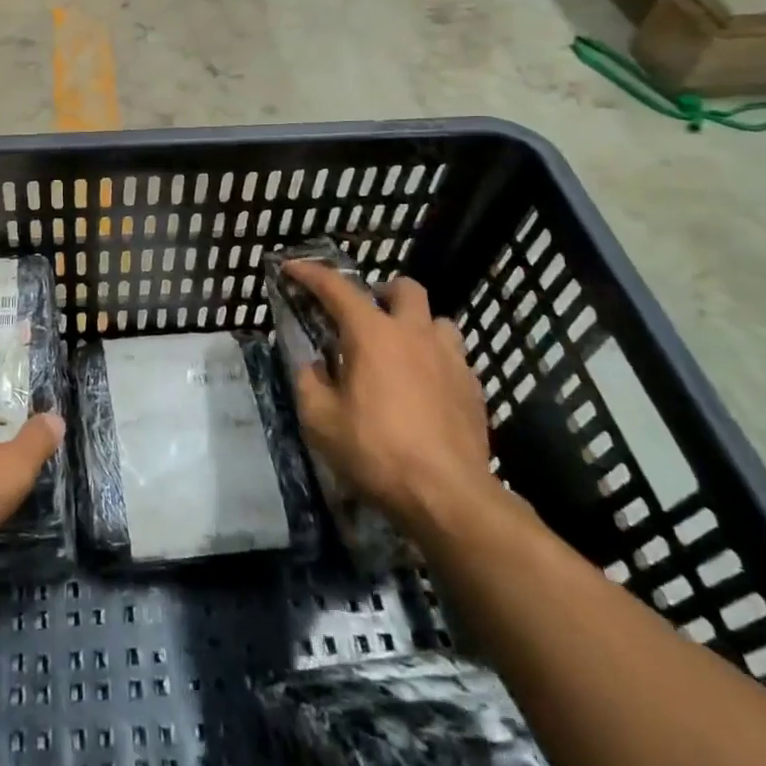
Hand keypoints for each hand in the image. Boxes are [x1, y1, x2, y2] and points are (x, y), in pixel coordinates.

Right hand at [286, 262, 496, 538]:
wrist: (449, 497)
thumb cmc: (376, 452)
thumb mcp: (320, 420)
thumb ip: (309, 382)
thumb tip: (314, 367)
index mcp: (372, 334)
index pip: (336, 288)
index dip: (310, 273)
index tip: (291, 267)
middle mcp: (414, 334)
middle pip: (404, 289)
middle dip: (382, 293)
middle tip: (365, 317)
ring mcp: (450, 359)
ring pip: (437, 321)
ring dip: (416, 327)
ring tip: (401, 353)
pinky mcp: (474, 389)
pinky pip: (454, 357)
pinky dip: (435, 361)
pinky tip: (424, 389)